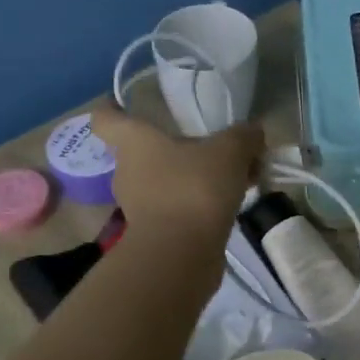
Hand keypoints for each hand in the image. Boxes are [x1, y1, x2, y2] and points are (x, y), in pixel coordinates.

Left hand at [91, 107, 264, 245]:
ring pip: (164, 181)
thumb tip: (254, 131)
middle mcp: (127, 171)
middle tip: (210, 147)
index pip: (106, 118)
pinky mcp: (154, 233)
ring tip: (232, 179)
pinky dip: (197, 204)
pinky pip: (176, 208)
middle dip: (175, 148)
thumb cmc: (194, 188)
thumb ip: (243, 136)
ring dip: (192, 178)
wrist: (181, 254)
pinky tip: (230, 204)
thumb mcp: (230, 152)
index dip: (113, 109)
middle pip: (144, 151)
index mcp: (133, 142)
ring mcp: (138, 206)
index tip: (126, 104)